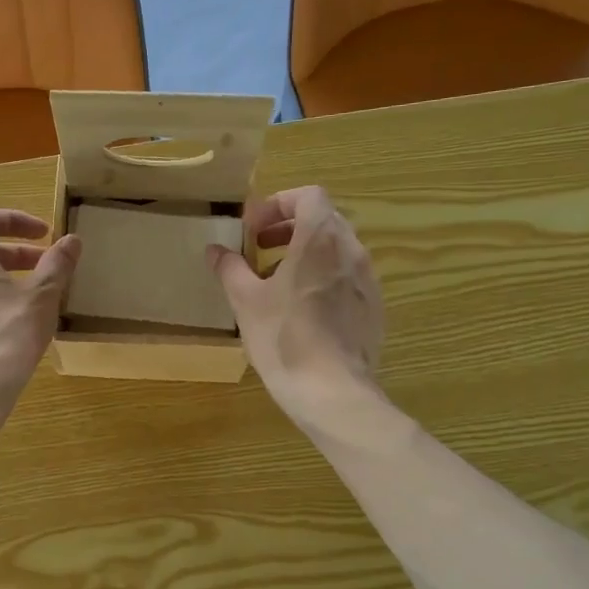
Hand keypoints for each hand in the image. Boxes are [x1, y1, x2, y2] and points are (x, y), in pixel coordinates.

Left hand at [0, 209, 79, 413]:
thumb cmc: (8, 333)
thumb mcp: (42, 295)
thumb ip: (57, 264)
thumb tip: (72, 240)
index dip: (15, 220)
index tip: (43, 234)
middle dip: (14, 254)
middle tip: (45, 267)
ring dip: (1, 281)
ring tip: (31, 299)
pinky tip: (10, 328)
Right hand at [208, 186, 382, 432]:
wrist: (332, 391)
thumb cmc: (284, 338)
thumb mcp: (246, 301)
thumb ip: (230, 268)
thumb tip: (215, 250)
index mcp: (320, 239)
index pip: (308, 196)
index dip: (278, 204)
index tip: (254, 229)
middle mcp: (351, 250)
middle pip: (324, 219)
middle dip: (290, 228)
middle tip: (260, 249)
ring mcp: (367, 280)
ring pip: (337, 249)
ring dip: (306, 253)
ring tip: (277, 281)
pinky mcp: (373, 307)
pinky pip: (347, 277)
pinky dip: (323, 278)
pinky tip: (302, 310)